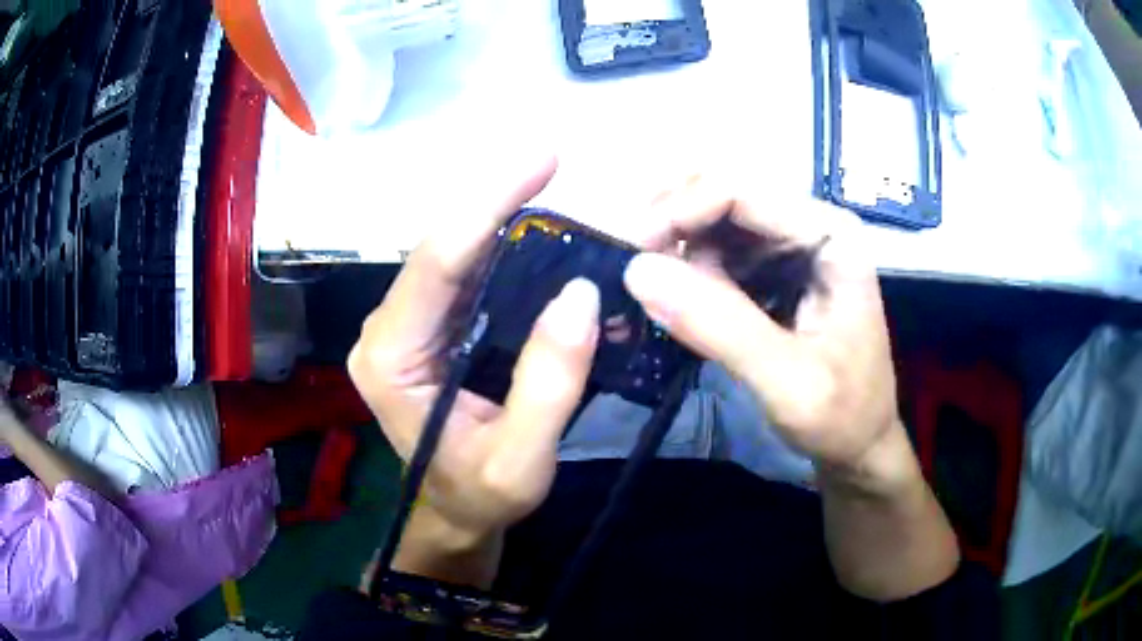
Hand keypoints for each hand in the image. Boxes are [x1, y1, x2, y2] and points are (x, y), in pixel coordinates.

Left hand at [348, 156, 599, 539]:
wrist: (458, 511)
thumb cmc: (481, 496)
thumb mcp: (520, 461)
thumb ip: (549, 384)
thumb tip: (579, 292)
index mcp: (391, 358)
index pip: (436, 264)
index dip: (488, 205)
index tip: (543, 160)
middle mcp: (389, 327)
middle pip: (446, 247)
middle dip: (501, 202)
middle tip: (557, 165)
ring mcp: (410, 323)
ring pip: (460, 253)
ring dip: (509, 221)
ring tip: (562, 197)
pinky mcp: (434, 325)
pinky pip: (472, 274)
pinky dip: (512, 252)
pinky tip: (548, 239)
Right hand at [623, 177, 905, 489]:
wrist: (859, 444)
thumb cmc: (841, 416)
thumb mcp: (787, 382)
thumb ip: (718, 326)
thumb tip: (637, 270)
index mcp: (830, 235)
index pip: (743, 192)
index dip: (680, 209)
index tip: (633, 252)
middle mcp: (810, 226)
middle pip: (724, 193)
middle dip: (673, 221)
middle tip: (634, 265)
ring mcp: (791, 246)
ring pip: (715, 219)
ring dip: (676, 245)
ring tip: (655, 292)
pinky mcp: (774, 270)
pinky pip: (719, 251)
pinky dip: (688, 269)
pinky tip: (678, 300)